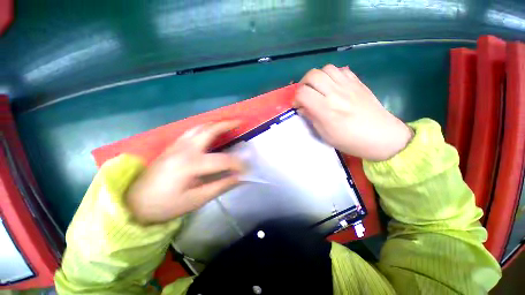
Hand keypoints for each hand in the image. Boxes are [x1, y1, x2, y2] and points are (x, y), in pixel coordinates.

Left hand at [126, 122, 244, 224]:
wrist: (135, 202)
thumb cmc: (166, 205)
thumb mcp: (195, 200)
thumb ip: (219, 186)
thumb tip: (238, 178)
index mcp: (190, 164)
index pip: (222, 160)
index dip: (237, 164)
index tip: (246, 169)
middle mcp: (184, 149)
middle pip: (209, 130)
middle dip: (226, 124)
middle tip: (239, 122)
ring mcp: (177, 145)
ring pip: (199, 127)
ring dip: (216, 123)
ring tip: (228, 123)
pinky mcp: (173, 146)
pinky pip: (192, 131)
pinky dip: (205, 127)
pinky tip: (210, 130)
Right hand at [294, 64, 413, 160]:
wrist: (381, 136)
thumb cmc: (349, 140)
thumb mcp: (324, 134)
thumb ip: (312, 117)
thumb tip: (302, 108)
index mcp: (326, 109)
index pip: (303, 93)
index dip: (296, 98)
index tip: (298, 105)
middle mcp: (336, 93)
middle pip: (312, 75)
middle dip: (303, 83)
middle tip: (305, 94)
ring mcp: (348, 85)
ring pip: (326, 68)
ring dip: (317, 77)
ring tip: (318, 88)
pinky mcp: (358, 83)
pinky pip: (341, 70)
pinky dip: (332, 75)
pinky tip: (333, 85)